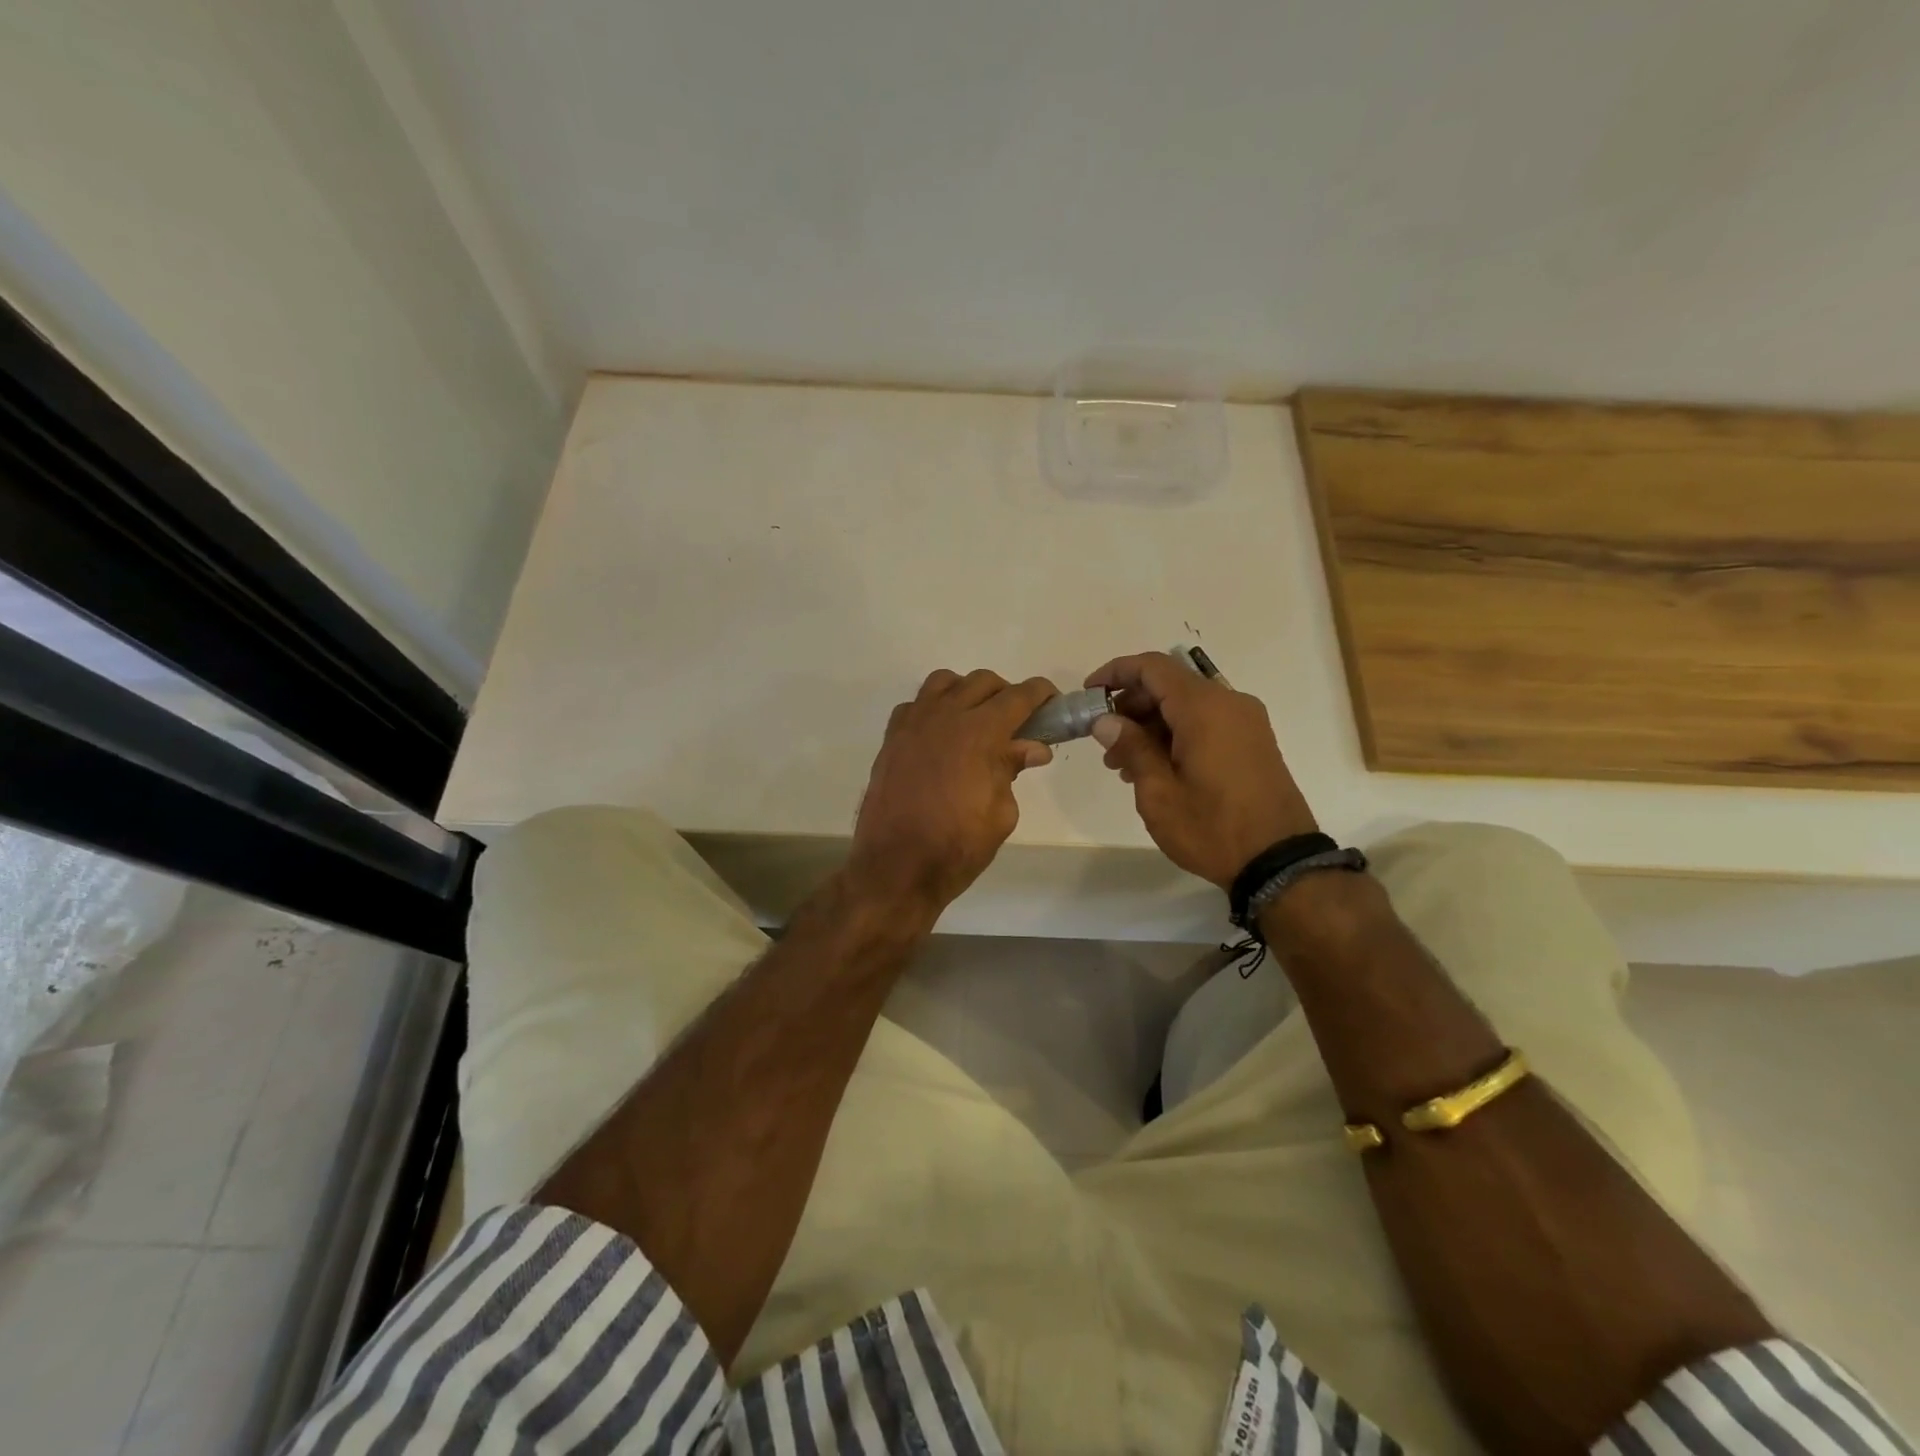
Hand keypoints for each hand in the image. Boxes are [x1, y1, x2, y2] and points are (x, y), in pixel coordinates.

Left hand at [848, 669, 1058, 914]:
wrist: (896, 868)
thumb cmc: (956, 847)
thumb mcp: (1001, 814)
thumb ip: (1012, 770)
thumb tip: (1032, 748)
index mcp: (979, 733)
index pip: (1018, 696)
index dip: (1041, 694)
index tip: (1053, 701)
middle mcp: (945, 717)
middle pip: (982, 681)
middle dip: (1006, 694)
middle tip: (1017, 723)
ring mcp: (913, 724)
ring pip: (944, 682)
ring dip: (967, 692)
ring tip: (976, 720)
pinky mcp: (891, 739)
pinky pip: (915, 705)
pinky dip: (934, 709)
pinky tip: (941, 736)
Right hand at [1085, 652, 1317, 888]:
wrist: (1279, 862)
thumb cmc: (1212, 827)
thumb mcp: (1159, 792)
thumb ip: (1131, 747)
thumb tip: (1105, 720)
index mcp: (1204, 708)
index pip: (1152, 667)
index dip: (1116, 672)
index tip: (1089, 694)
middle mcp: (1228, 703)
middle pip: (1169, 684)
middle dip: (1131, 705)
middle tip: (1104, 741)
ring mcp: (1246, 722)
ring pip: (1187, 705)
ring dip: (1151, 724)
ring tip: (1124, 764)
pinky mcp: (1253, 741)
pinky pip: (1206, 722)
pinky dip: (1175, 733)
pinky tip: (1156, 768)